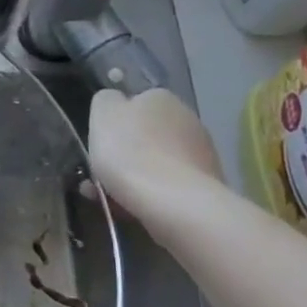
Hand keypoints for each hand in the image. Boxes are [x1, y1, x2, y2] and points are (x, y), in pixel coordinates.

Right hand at [87, 87, 224, 227]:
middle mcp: (187, 118)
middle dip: (123, 154)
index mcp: (160, 98)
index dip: (112, 125)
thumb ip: (105, 100)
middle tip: (99, 176)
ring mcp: (202, 152)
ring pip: (156, 163)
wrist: (175, 202)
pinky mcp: (207, 184)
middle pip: (145, 135)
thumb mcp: (102, 114)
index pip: (132, 104)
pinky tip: (132, 209)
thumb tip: (115, 102)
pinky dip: (151, 194)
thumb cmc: (131, 152)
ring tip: (109, 200)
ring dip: (133, 177)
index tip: (99, 145)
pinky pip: (169, 186)